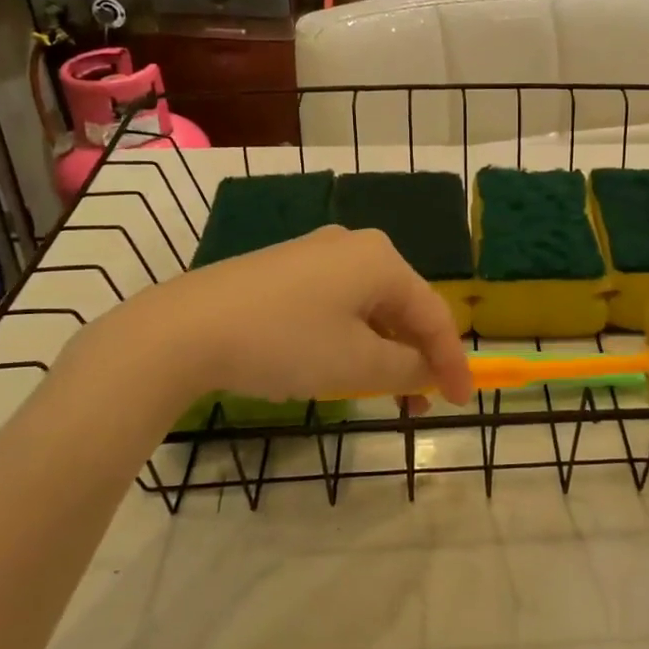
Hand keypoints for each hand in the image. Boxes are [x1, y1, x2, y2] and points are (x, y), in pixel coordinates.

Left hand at [100, 225, 473, 411]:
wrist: (184, 329)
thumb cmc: (286, 342)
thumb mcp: (357, 365)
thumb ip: (407, 369)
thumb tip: (428, 370)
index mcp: (381, 259)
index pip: (434, 314)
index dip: (452, 362)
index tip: (463, 403)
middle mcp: (354, 245)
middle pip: (402, 307)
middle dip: (414, 358)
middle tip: (418, 403)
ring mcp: (315, 254)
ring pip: (367, 307)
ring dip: (381, 352)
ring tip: (377, 393)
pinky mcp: (284, 270)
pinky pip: (336, 304)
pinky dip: (349, 338)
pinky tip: (336, 365)